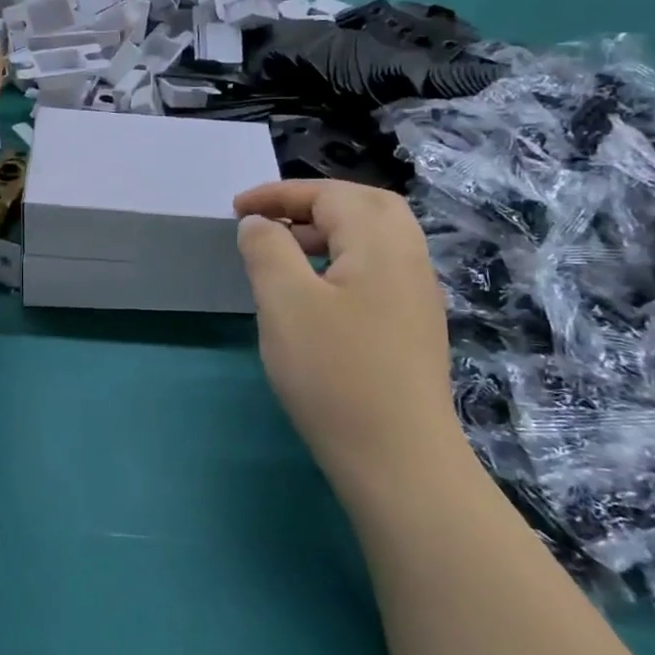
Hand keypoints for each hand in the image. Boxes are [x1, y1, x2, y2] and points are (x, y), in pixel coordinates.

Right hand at [234, 181, 463, 478]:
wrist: (398, 460)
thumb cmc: (335, 373)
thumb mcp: (285, 303)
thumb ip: (267, 250)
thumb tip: (259, 224)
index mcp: (380, 243)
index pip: (330, 195)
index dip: (279, 195)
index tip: (236, 210)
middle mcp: (409, 259)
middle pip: (365, 206)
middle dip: (314, 203)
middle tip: (272, 219)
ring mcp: (417, 295)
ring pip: (376, 239)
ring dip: (329, 231)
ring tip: (285, 252)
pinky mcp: (414, 327)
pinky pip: (378, 269)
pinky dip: (343, 260)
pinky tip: (316, 293)